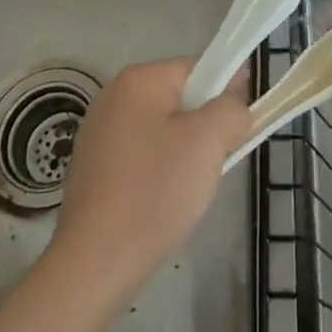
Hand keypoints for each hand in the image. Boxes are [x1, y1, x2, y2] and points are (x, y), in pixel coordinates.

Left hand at [45, 57, 249, 306]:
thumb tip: (235, 105)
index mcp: (138, 80)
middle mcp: (113, 96)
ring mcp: (97, 133)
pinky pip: (139, 157)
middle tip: (215, 162)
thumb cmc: (154, 191)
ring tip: (188, 190)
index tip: (239, 126)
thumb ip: (231, 110)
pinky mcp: (91, 169)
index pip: (197, 69)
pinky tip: (160, 204)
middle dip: (203, 128)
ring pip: (161, 131)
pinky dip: (157, 173)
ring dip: (182, 153)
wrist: (94, 263)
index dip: (225, 92)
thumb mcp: (208, 142)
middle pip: (178, 99)